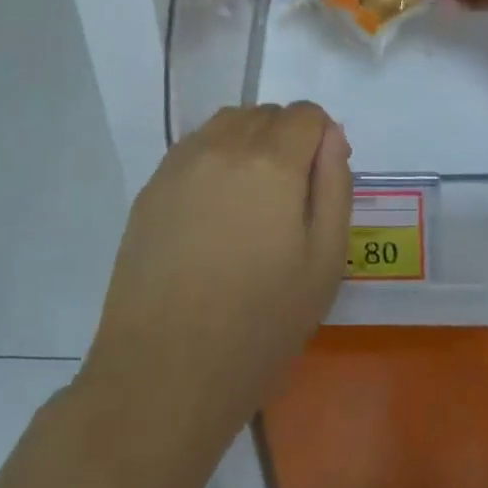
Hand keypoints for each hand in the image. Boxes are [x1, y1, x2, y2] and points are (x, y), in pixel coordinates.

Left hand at [79, 103, 351, 452]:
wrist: (163, 373)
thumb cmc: (259, 326)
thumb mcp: (325, 263)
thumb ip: (335, 186)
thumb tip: (330, 138)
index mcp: (272, 162)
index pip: (305, 114)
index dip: (321, 137)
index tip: (320, 179)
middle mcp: (224, 146)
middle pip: (266, 114)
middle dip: (287, 139)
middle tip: (288, 198)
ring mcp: (181, 163)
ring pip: (228, 123)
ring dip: (249, 141)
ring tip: (251, 198)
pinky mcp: (152, 186)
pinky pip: (195, 147)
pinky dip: (215, 158)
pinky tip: (213, 211)